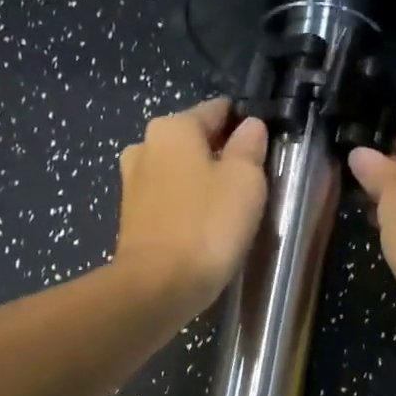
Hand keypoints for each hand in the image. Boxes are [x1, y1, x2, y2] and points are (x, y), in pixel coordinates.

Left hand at [115, 99, 269, 315]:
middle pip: (195, 140)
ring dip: (202, 181)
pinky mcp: (130, 216)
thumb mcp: (245, 180)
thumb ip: (250, 146)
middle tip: (251, 183)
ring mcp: (133, 182)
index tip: (264, 148)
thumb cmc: (207, 225)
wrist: (157, 286)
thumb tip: (250, 127)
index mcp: (173, 127)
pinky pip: (168, 199)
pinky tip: (204, 227)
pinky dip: (186, 205)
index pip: (217, 110)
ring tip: (229, 209)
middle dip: (221, 154)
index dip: (244, 125)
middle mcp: (145, 145)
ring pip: (179, 171)